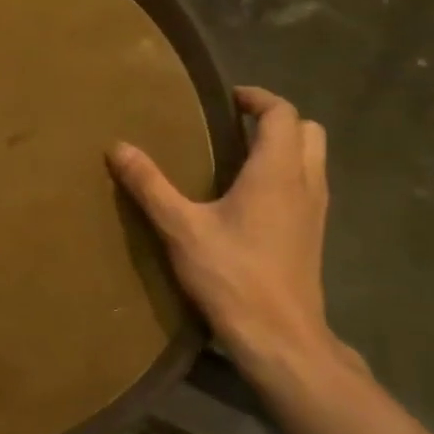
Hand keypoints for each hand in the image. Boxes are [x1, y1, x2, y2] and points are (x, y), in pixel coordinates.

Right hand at [110, 86, 336, 377]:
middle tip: (236, 125)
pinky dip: (287, 174)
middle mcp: (305, 183)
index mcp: (277, 172)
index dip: (257, 98)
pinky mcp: (313, 235)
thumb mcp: (181, 228)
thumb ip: (150, 185)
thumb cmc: (231, 275)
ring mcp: (315, 211)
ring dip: (285, 147)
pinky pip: (308, 185)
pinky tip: (251, 199)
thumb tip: (118, 147)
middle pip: (308, 131)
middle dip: (276, 119)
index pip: (282, 113)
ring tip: (240, 157)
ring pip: (313, 159)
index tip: (228, 97)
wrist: (279, 335)